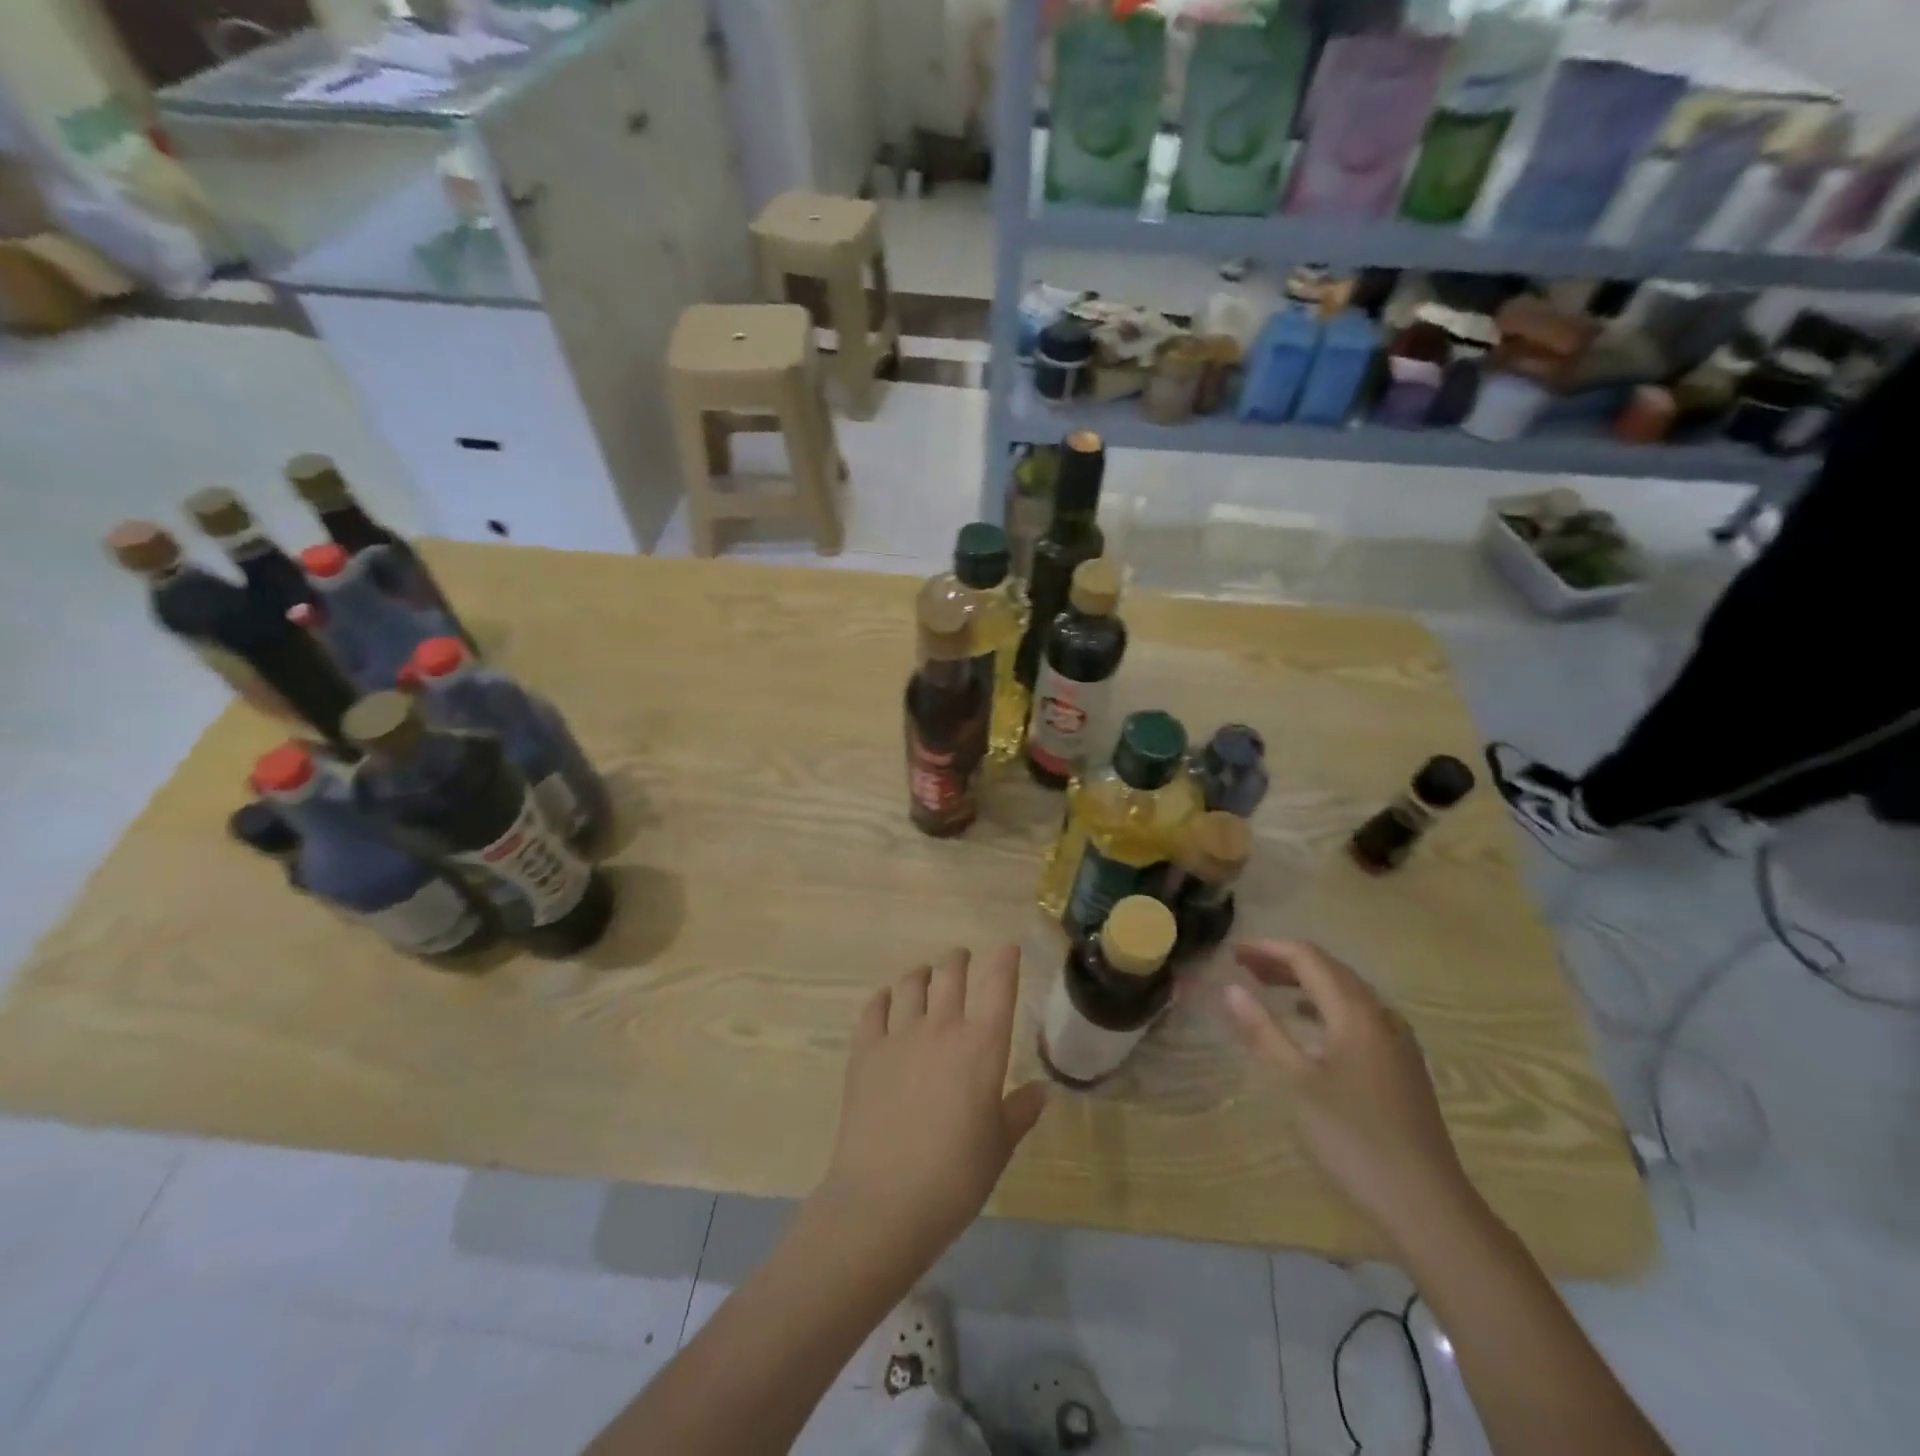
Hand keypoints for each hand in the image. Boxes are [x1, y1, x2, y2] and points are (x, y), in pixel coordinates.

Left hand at [817, 947, 1049, 1270]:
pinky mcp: (864, 1051)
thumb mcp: (999, 1146)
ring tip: (924, 974)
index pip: (999, 985)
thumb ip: (1020, 1111)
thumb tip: (1042, 1090)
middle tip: (961, 959)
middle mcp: (941, 1027)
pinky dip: (883, 998)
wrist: (885, 1200)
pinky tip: (886, 1001)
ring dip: (922, 973)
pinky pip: (873, 1009)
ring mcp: (899, 1035)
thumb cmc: (955, 1177)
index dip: (1005, 961)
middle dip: (959, 960)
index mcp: (982, 1046)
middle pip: (951, 974)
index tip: (1008, 948)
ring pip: (911, 984)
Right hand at [1222, 940, 1474, 1247]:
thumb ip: (1262, 1031)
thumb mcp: (1295, 1084)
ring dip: (1306, 983)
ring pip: (1347, 993)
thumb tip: (1230, 988)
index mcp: (1356, 1013)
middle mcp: (1381, 1017)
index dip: (1268, 949)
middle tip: (1244, 967)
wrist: (1428, 1207)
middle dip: (1285, 962)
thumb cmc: (1354, 1140)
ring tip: (1268, 989)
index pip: (1308, 959)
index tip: (1232, 953)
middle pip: (1330, 970)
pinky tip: (1310, 1029)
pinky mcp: (1403, 1069)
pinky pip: (1359, 1017)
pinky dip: (1326, 1008)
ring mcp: (1397, 1044)